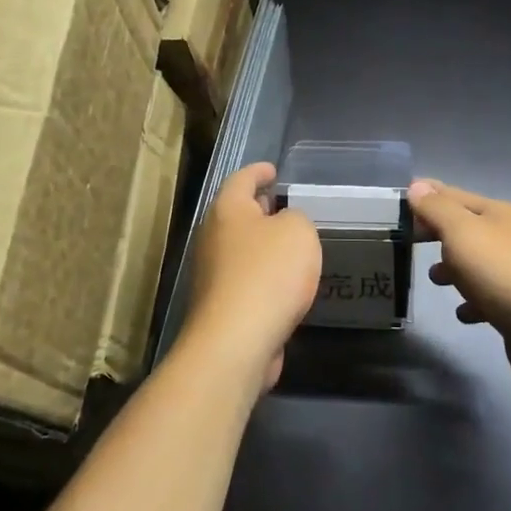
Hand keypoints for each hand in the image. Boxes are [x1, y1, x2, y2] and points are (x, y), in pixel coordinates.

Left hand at [183, 163, 321, 395]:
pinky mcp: (221, 306)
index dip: (259, 171)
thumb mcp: (298, 231)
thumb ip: (295, 218)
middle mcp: (212, 237)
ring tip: (291, 244)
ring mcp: (212, 274)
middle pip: (236, 214)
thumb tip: (283, 225)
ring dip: (262, 244)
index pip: (242, 179)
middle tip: (284, 205)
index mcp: (227, 210)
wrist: (237, 340)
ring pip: (240, 248)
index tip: (273, 170)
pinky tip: (284, 283)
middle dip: (259, 208)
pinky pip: (245, 279)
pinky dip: (263, 274)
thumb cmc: (268, 273)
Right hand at [408, 180, 510, 404]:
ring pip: (476, 264)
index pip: (455, 196)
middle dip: (438, 234)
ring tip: (433, 280)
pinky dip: (472, 303)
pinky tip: (463, 313)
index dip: (428, 197)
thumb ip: (437, 209)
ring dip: (454, 269)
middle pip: (466, 230)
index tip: (399, 203)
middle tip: (408, 242)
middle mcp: (509, 239)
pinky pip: (488, 299)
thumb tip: (418, 186)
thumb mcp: (463, 232)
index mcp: (498, 214)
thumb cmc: (502, 272)